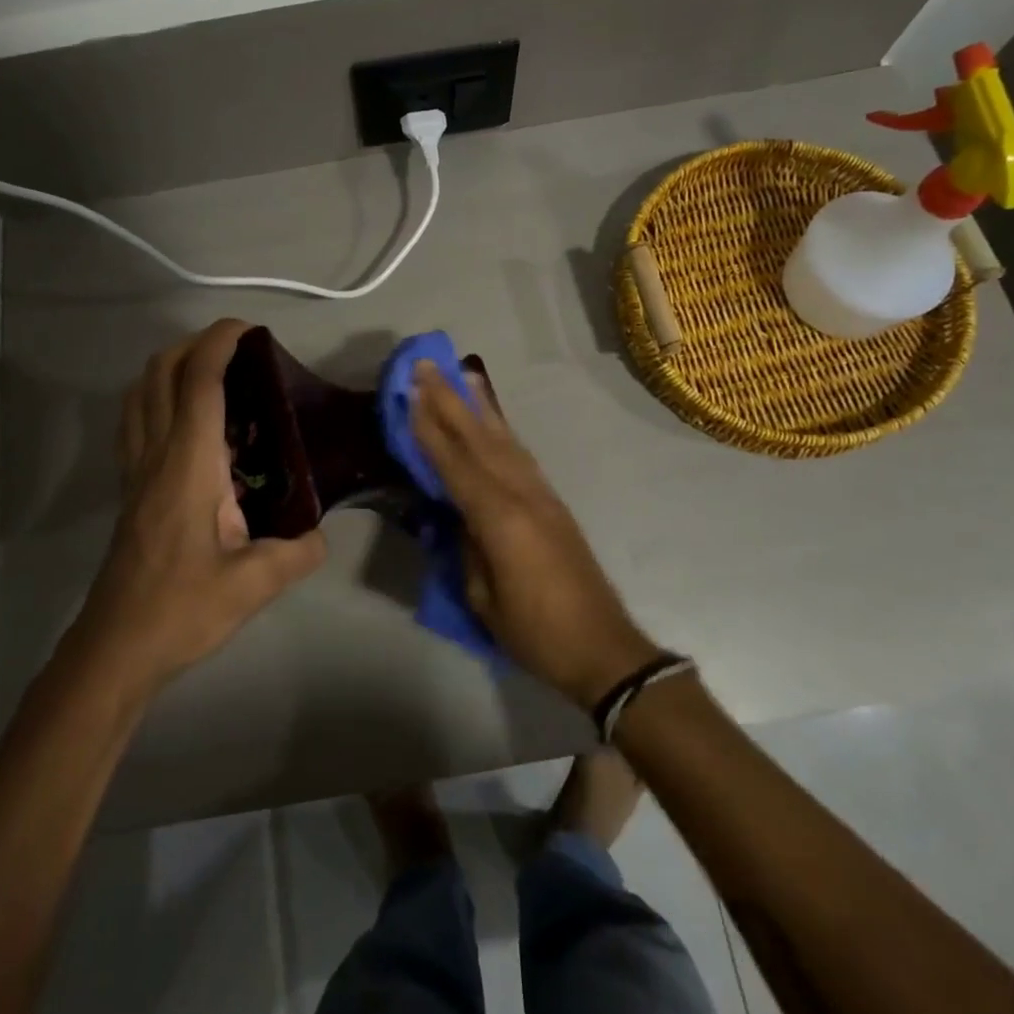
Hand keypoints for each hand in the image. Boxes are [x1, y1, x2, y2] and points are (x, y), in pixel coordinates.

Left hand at [69, 319, 325, 695]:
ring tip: (212, 374)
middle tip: (237, 350)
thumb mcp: (254, 584)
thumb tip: (320, 534)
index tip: (249, 329)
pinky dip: (157, 397)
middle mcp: (157, 454)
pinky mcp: (130, 487)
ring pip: (140, 393)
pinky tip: (188, 421)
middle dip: (195, 344)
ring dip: (171, 366)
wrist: (117, 646)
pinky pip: (136, 421)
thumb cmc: (183, 609)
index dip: (220, 342)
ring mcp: (136, 469)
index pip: (199, 381)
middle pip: (161, 372)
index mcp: (189, 464)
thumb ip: (297, 552)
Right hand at [412, 363, 659, 708]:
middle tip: (428, 365)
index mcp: (499, 518)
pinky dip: (502, 430)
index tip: (410, 393)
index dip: (430, 427)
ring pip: (504, 439)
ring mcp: (541, 494)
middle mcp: (521, 493)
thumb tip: (456, 514)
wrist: (603, 647)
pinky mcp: (553, 502)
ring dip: (479, 405)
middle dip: (450, 400)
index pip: (454, 463)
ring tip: (462, 375)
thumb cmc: (535, 632)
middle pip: (478, 438)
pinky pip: (520, 455)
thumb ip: (466, 547)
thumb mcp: (483, 597)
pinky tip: (492, 420)